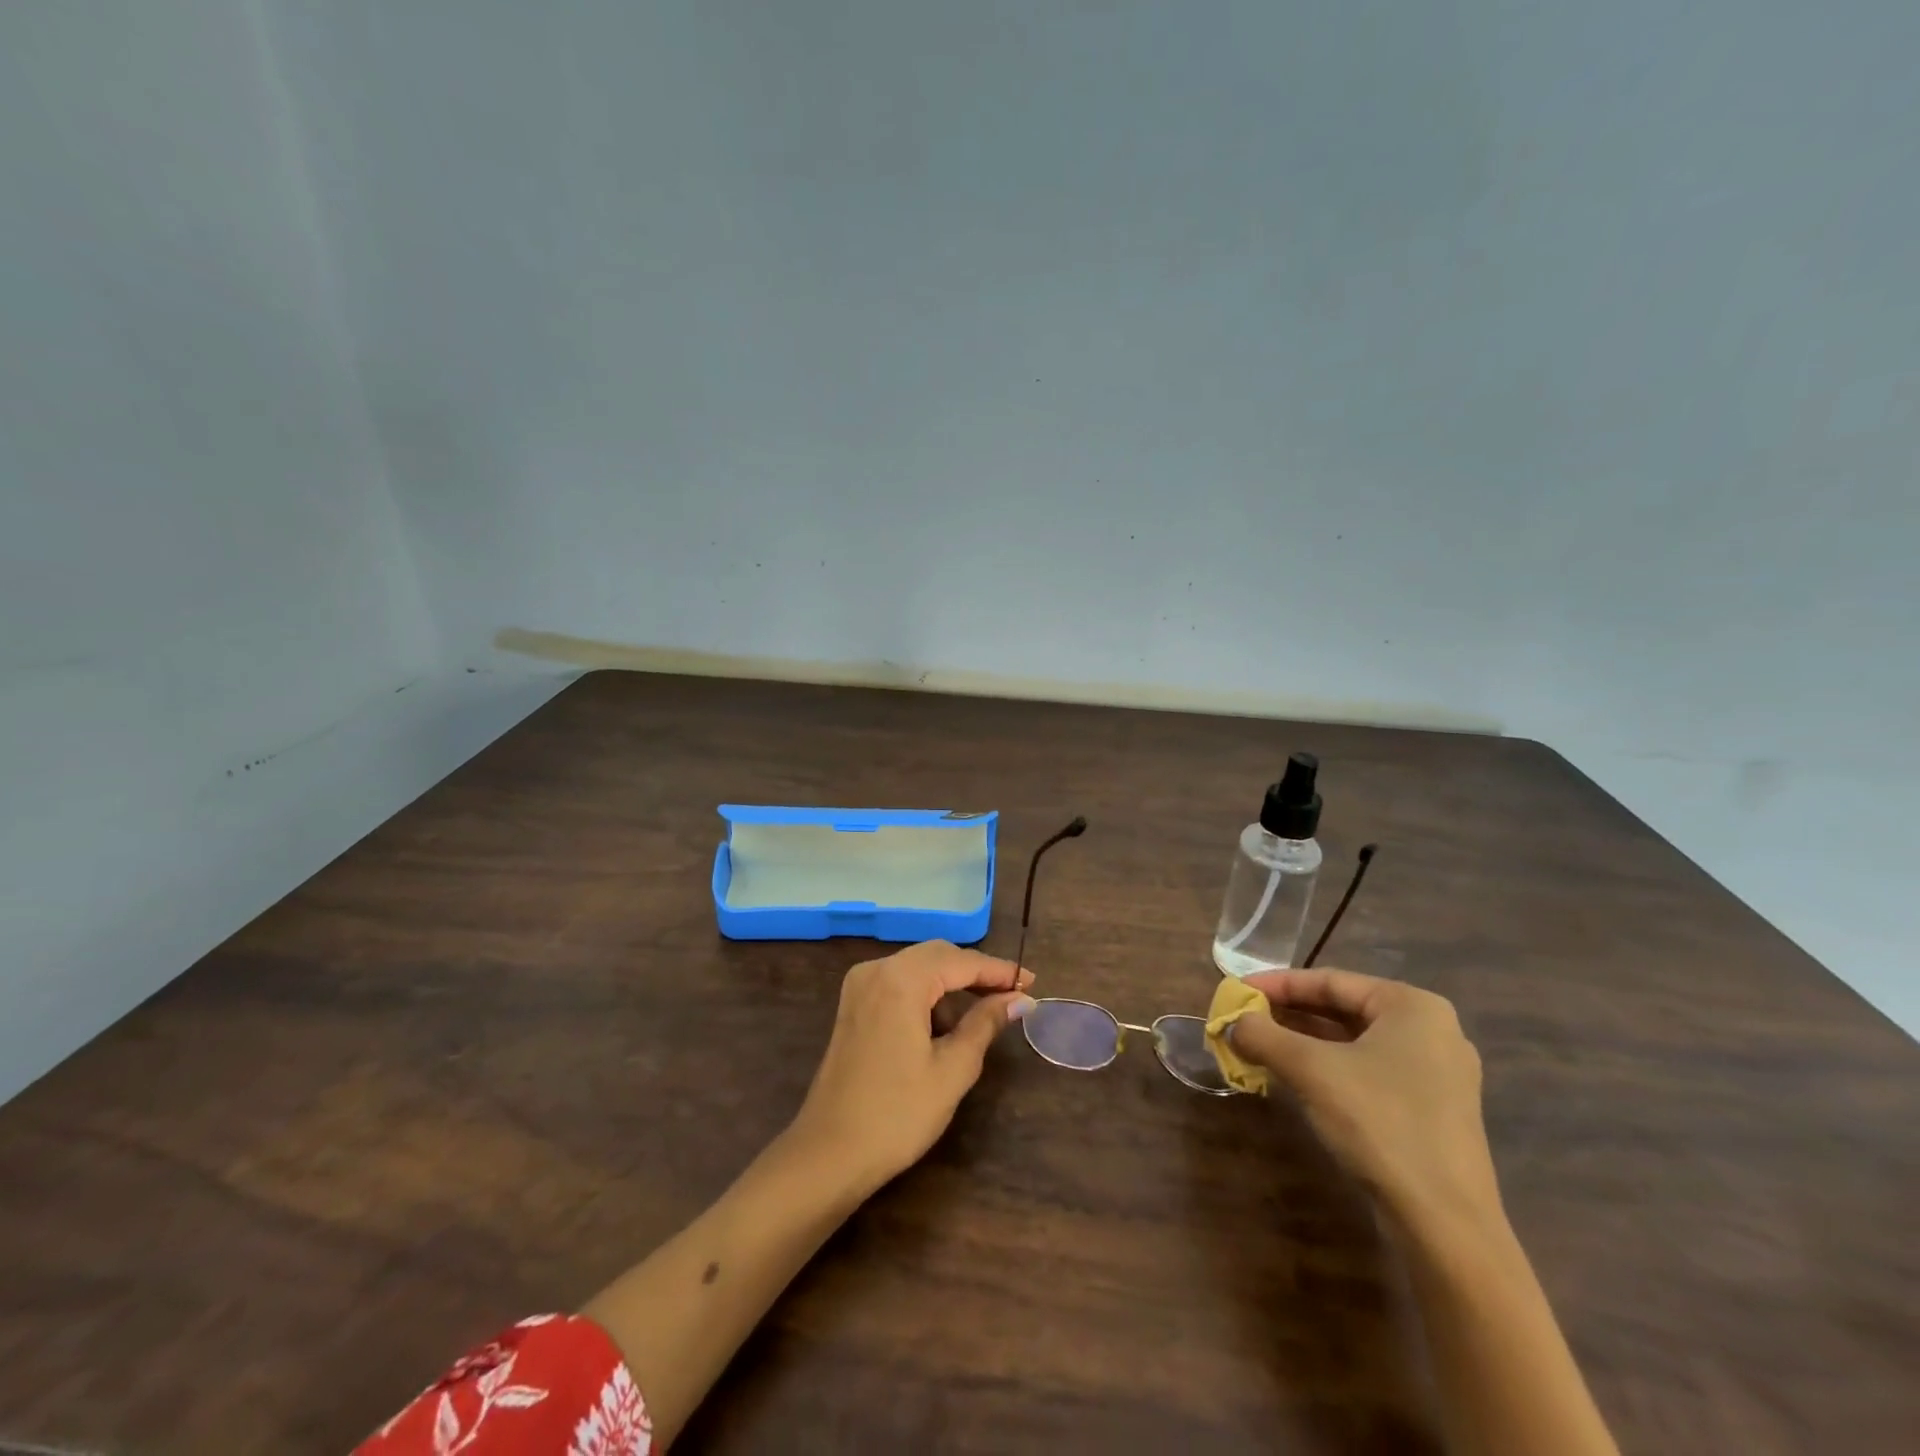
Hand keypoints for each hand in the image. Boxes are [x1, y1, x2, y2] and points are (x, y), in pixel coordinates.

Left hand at [789, 940, 1034, 1193]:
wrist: (829, 1154)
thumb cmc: (897, 1114)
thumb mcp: (952, 1069)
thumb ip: (986, 1024)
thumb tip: (1019, 999)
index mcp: (901, 979)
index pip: (961, 961)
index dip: (999, 971)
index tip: (1031, 983)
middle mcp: (877, 969)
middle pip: (938, 955)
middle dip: (975, 973)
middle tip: (1012, 997)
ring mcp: (860, 986)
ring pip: (918, 967)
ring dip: (951, 986)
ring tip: (981, 1018)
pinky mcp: (853, 1005)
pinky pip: (899, 983)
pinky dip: (926, 996)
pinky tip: (943, 1026)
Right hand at [1231, 968, 1501, 1231]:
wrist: (1445, 1224)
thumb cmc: (1380, 1123)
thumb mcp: (1310, 1069)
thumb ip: (1264, 1036)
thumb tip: (1231, 1023)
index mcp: (1412, 1006)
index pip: (1330, 981)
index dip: (1277, 984)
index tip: (1237, 991)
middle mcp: (1431, 1030)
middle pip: (1342, 1009)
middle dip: (1288, 1015)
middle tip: (1244, 1018)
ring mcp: (1436, 1074)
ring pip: (1353, 1043)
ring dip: (1303, 1043)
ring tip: (1258, 1045)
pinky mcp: (1432, 1111)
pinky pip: (1368, 1071)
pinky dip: (1328, 1068)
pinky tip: (1294, 1077)